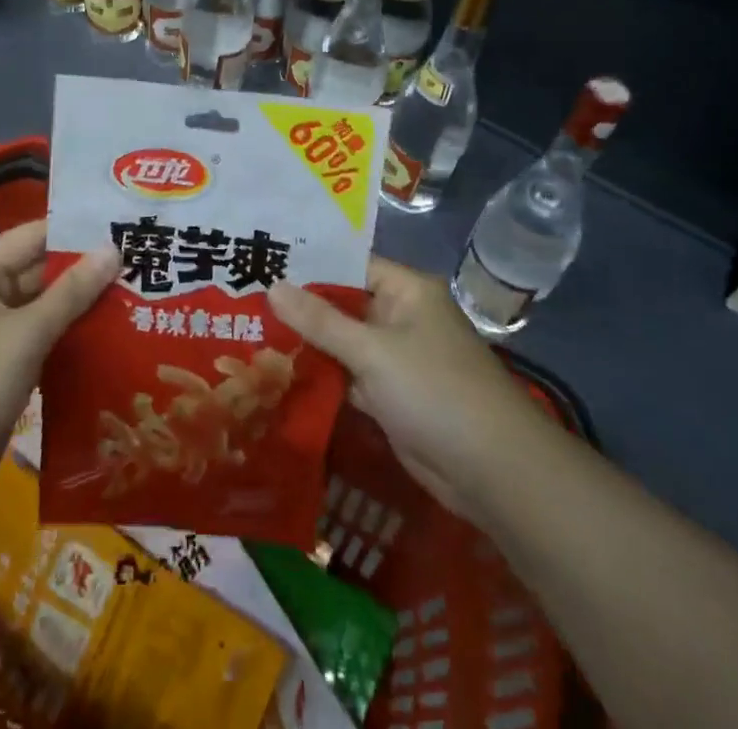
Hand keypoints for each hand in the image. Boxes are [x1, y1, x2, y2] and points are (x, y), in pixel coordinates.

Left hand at [0, 221, 117, 514]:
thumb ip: (71, 291)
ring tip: (142, 296)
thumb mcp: (24, 334)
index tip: (129, 228)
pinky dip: (75, 338)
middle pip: (46, 271)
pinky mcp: (6, 367)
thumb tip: (114, 248)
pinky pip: (47, 340)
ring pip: (50, 308)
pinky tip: (116, 337)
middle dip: (91, 271)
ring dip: (87, 306)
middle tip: (147, 265)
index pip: (38, 235)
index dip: (81, 231)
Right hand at [270, 258, 546, 529]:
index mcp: (406, 290)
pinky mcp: (393, 397)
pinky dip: (325, 378)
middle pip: (344, 305)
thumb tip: (273, 285)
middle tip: (244, 303)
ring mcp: (398, 359)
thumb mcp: (372, 351)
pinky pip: (351, 377)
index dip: (308, 267)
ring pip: (345, 343)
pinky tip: (281, 375)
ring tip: (251, 333)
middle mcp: (402, 317)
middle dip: (302, 309)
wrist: (493, 472)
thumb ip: (321, 320)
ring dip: (309, 345)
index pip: (349, 266)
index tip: (262, 265)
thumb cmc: (434, 391)